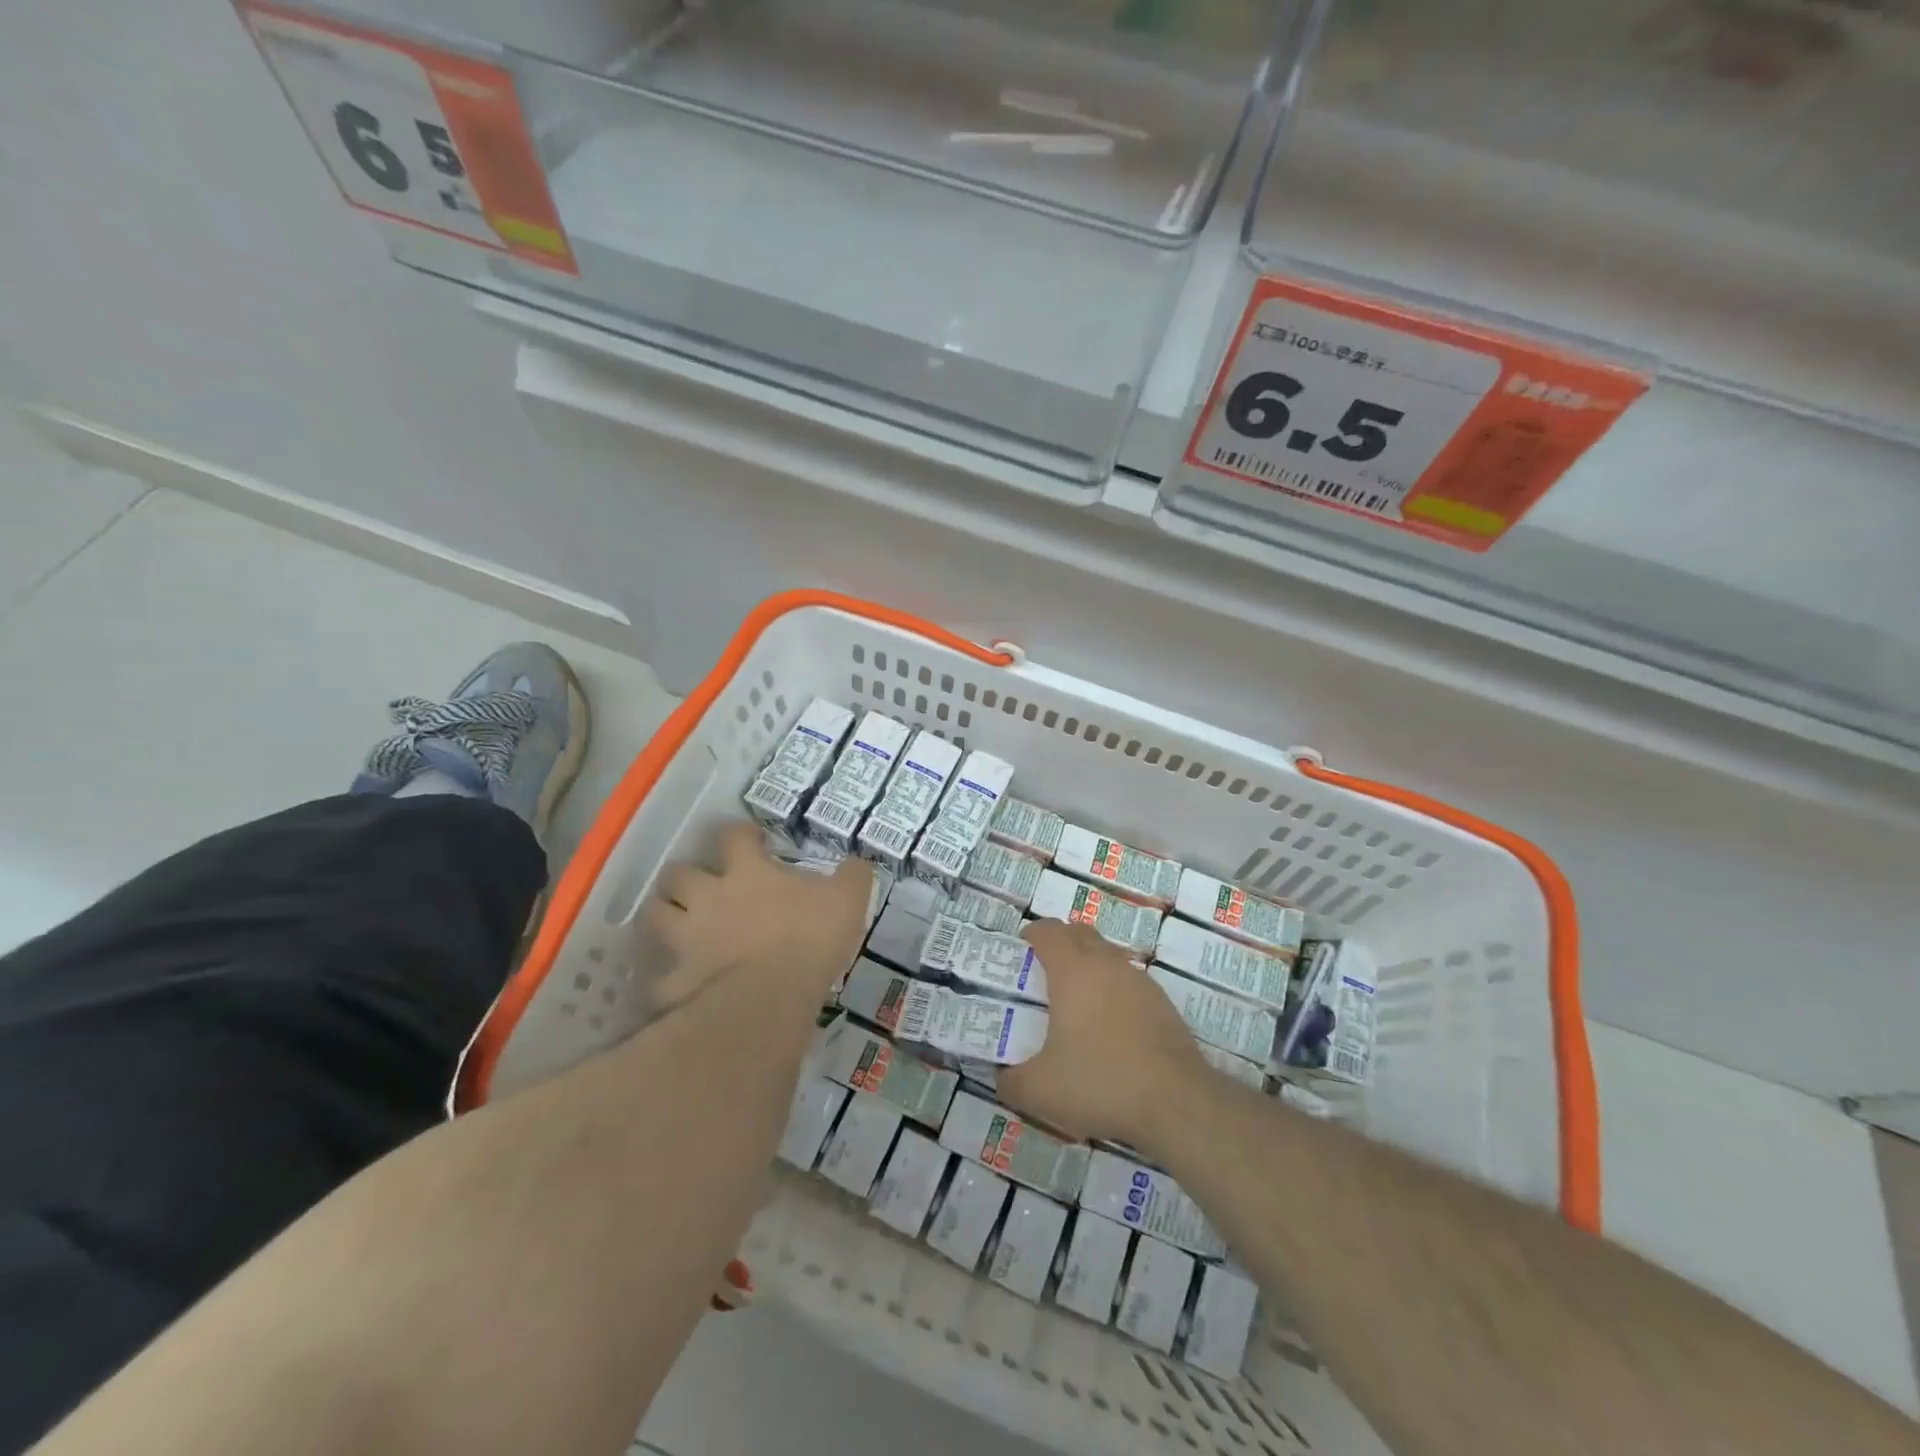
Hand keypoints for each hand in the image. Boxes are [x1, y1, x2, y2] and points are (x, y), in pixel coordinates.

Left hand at [644, 821, 871, 1010]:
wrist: (768, 999)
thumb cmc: (808, 940)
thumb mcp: (848, 900)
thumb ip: (853, 877)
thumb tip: (859, 862)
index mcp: (747, 873)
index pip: (733, 836)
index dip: (740, 833)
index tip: (751, 840)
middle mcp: (708, 898)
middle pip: (677, 873)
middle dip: (684, 875)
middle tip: (701, 885)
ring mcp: (686, 939)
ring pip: (655, 915)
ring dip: (663, 915)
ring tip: (677, 923)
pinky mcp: (675, 981)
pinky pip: (660, 978)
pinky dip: (667, 979)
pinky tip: (678, 984)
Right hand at [997, 920, 1207, 1149]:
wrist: (1176, 1103)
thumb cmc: (1099, 1083)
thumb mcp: (1039, 1091)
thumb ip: (1010, 1081)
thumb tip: (1002, 1077)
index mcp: (1073, 971)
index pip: (1048, 931)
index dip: (1031, 935)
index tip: (1020, 952)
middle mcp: (1107, 965)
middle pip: (1080, 934)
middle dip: (1061, 944)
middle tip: (1044, 974)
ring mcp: (1139, 982)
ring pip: (1108, 956)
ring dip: (1090, 967)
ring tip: (1077, 1005)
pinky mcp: (1163, 1004)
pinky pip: (1130, 983)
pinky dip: (1114, 993)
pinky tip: (1111, 1030)